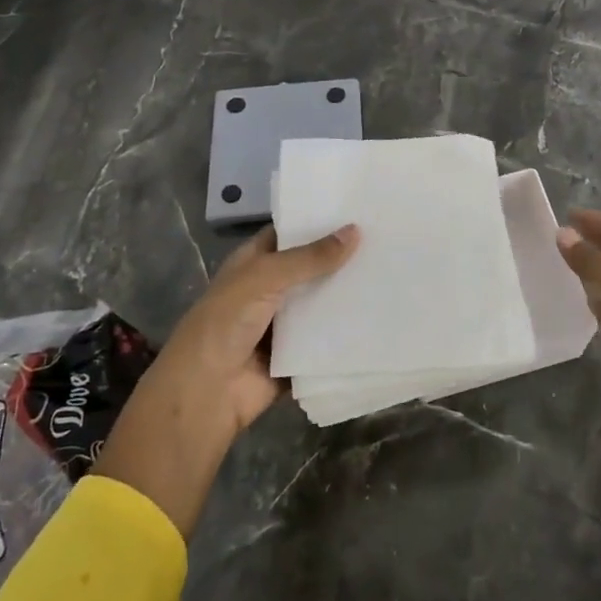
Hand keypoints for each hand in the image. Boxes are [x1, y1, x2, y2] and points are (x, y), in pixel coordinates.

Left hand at [92, 222, 357, 533]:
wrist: (206, 394)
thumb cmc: (225, 323)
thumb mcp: (265, 278)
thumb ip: (310, 257)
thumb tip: (356, 230)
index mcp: (254, 263)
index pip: (290, 233)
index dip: (318, 220)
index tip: (358, 206)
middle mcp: (270, 290)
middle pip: (311, 268)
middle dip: (342, 257)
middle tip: (388, 237)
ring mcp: (284, 324)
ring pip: (322, 303)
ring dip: (348, 294)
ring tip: (395, 271)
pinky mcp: (298, 355)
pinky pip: (328, 339)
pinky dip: (348, 331)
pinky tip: (383, 314)